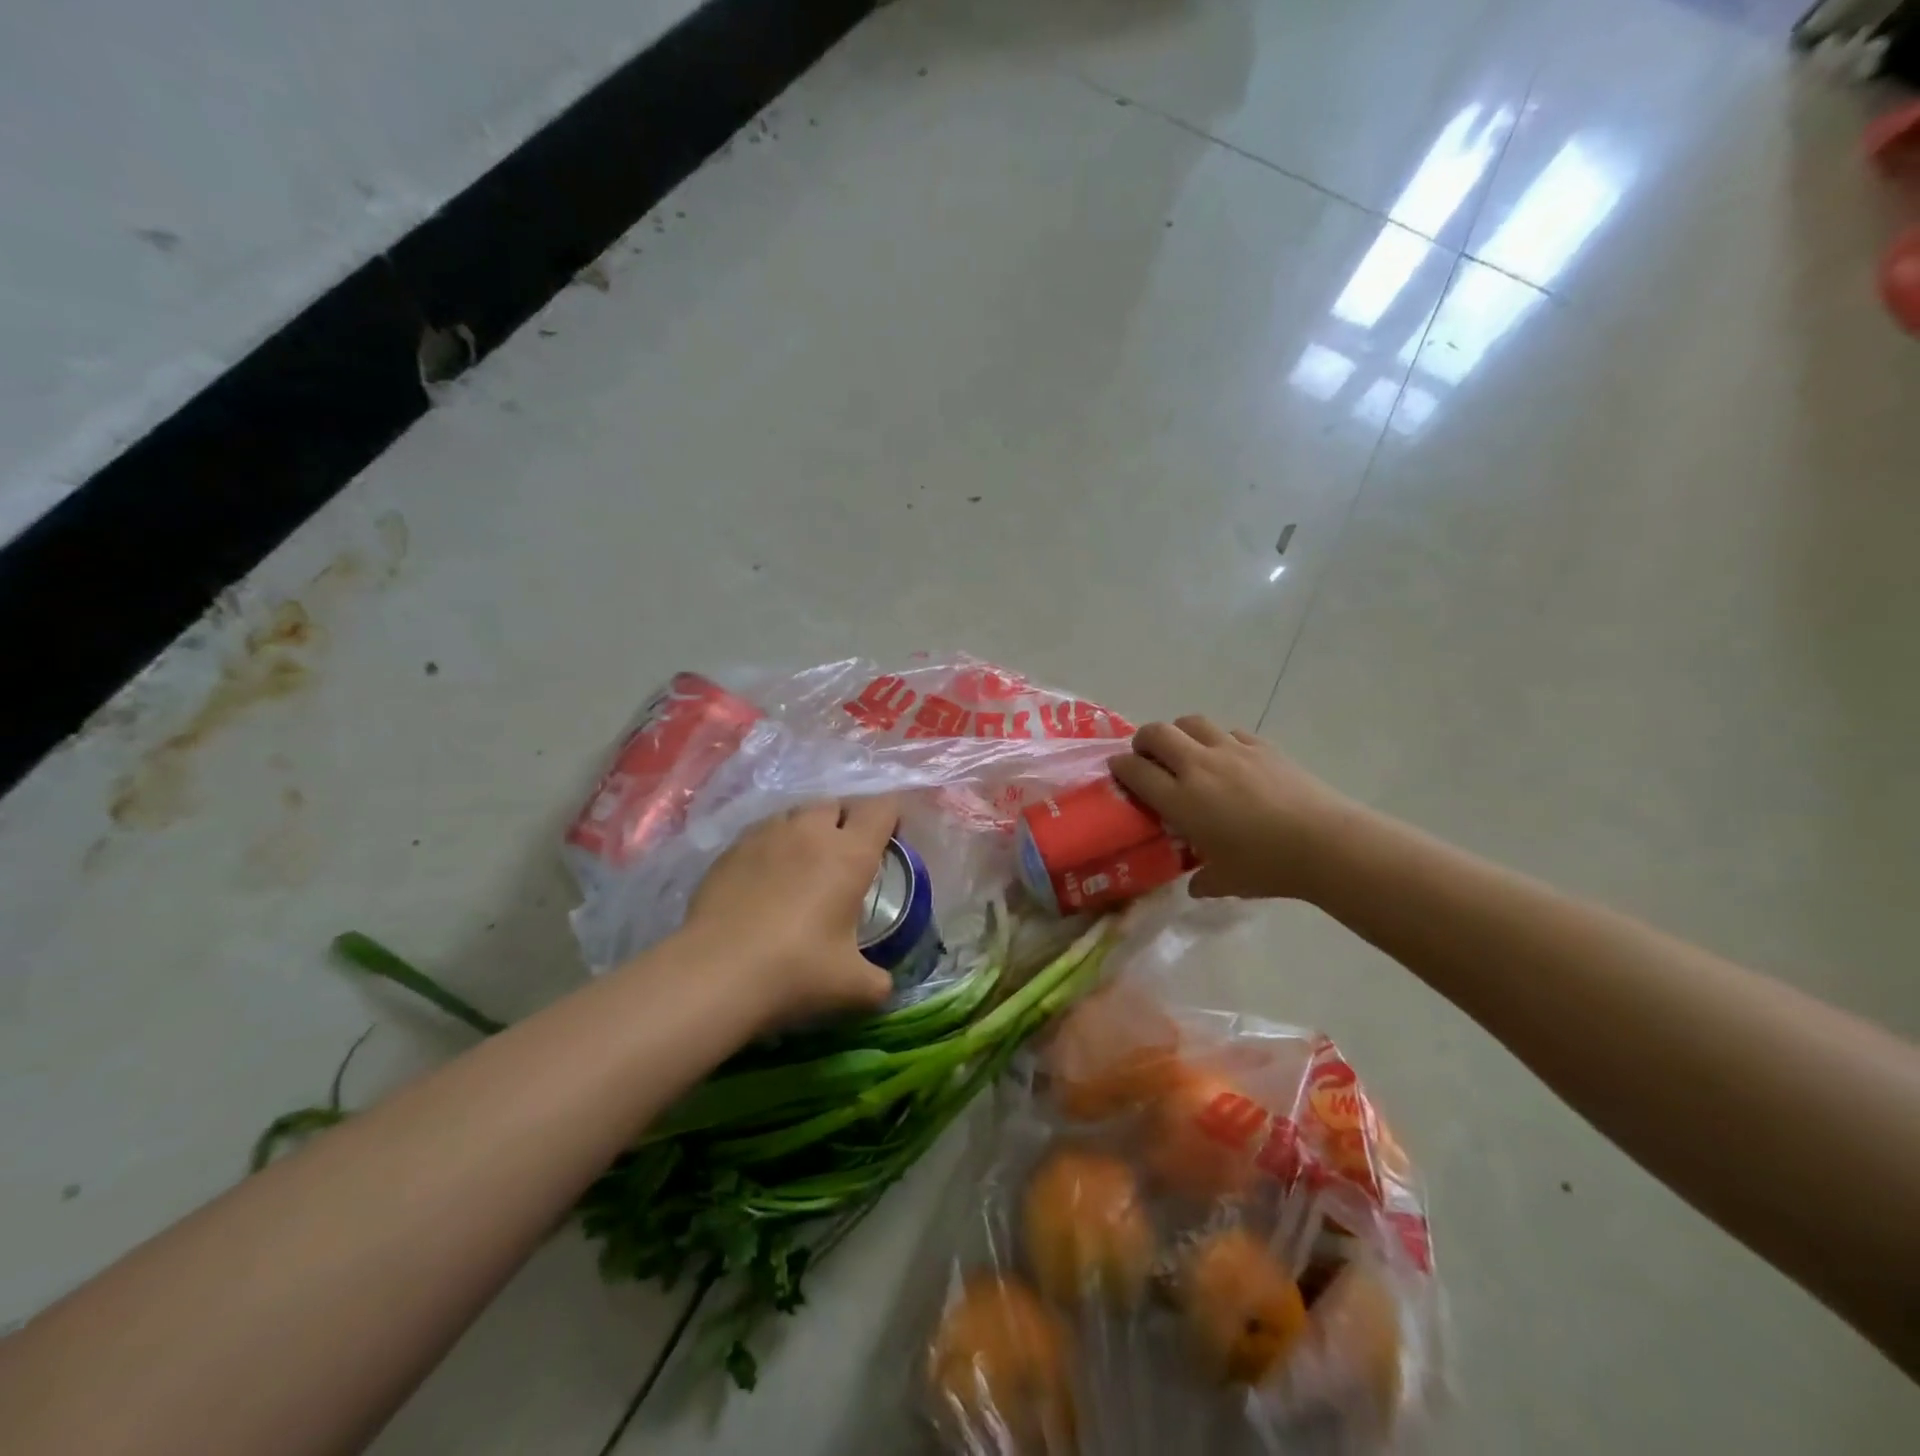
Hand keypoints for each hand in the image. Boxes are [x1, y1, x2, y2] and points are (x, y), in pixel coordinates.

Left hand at [682, 795, 901, 1025]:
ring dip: (808, 829)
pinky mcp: (730, 849)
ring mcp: (766, 835)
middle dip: (846, 820)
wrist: (715, 973)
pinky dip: (773, 846)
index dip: (892, 815)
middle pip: (836, 804)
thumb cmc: (796, 971)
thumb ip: (877, 982)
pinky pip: (761, 833)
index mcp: (849, 854)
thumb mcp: (852, 986)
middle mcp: (810, 832)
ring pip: (795, 813)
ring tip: (805, 861)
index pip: (881, 808)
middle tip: (847, 854)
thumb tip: (884, 987)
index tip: (891, 838)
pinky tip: (766, 878)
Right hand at [1109, 717, 1352, 900]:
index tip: (1117, 770)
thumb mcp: (1227, 881)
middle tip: (1147, 757)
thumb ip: (1203, 880)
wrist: (1325, 843)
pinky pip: (1229, 732)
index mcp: (1180, 799)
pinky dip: (1219, 740)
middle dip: (1144, 740)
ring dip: (1179, 732)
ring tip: (1184, 750)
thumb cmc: (1267, 866)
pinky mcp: (1262, 746)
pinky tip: (1229, 759)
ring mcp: (1232, 751)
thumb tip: (1196, 884)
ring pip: (1191, 722)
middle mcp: (1198, 767)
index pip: (1136, 770)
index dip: (1120, 766)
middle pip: (1157, 734)